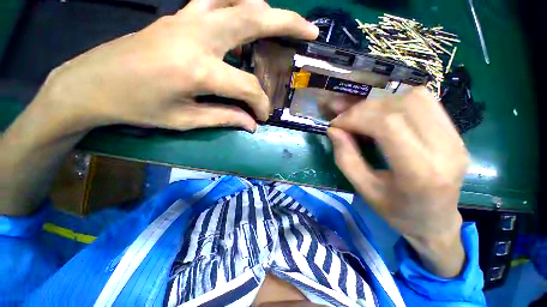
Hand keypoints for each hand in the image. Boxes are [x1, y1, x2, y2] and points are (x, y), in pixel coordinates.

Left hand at [37, 0, 318, 133]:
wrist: (91, 84)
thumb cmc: (136, 107)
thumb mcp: (185, 120)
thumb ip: (225, 118)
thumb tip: (251, 124)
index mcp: (197, 69)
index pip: (247, 87)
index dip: (260, 104)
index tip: (262, 116)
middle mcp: (197, 35)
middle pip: (254, 18)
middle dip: (288, 23)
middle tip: (310, 31)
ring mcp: (187, 18)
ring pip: (238, 1)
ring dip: (267, 11)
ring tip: (285, 26)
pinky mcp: (179, 15)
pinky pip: (219, 1)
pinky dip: (241, 6)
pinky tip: (249, 17)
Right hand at [327, 87, 468, 276]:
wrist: (436, 221)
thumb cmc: (397, 211)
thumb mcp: (364, 189)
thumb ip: (345, 158)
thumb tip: (333, 130)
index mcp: (420, 172)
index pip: (388, 125)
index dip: (356, 118)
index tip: (337, 124)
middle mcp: (445, 149)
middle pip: (400, 107)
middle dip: (363, 109)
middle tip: (346, 121)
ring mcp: (456, 138)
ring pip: (415, 97)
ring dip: (380, 103)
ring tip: (364, 118)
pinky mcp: (456, 132)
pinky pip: (426, 101)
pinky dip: (397, 102)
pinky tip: (384, 116)